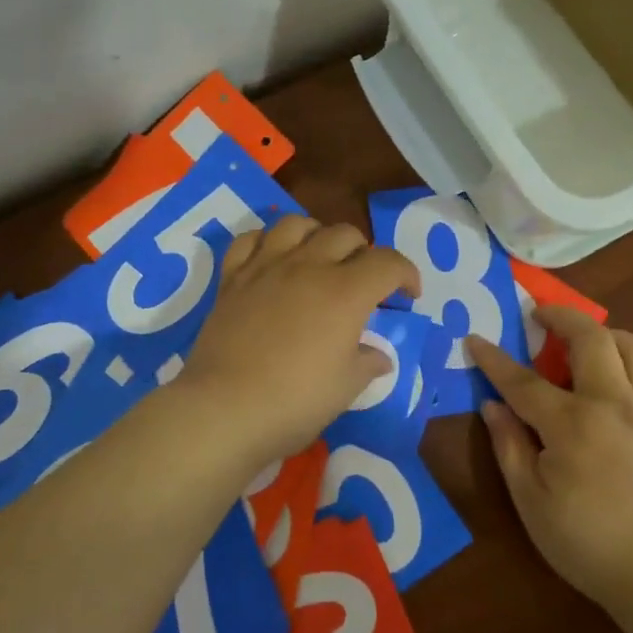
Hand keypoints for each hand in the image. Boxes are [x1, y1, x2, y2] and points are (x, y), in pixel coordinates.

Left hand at [179, 213, 420, 468]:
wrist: (224, 409)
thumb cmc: (295, 402)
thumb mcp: (345, 388)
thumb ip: (367, 363)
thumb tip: (377, 356)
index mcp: (345, 292)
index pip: (388, 262)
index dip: (407, 274)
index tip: (408, 296)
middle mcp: (308, 266)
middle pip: (345, 233)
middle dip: (364, 252)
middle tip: (363, 282)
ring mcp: (265, 267)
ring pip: (296, 223)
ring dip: (317, 234)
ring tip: (319, 259)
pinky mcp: (232, 278)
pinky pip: (250, 239)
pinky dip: (266, 241)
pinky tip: (272, 259)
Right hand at [468, 308, 632, 610]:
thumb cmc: (588, 543)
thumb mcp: (531, 501)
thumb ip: (509, 446)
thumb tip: (493, 406)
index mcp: (572, 425)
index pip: (523, 381)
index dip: (494, 359)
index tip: (474, 339)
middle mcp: (614, 404)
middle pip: (591, 339)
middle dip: (561, 317)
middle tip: (540, 315)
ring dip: (607, 333)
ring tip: (588, 341)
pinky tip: (622, 379)